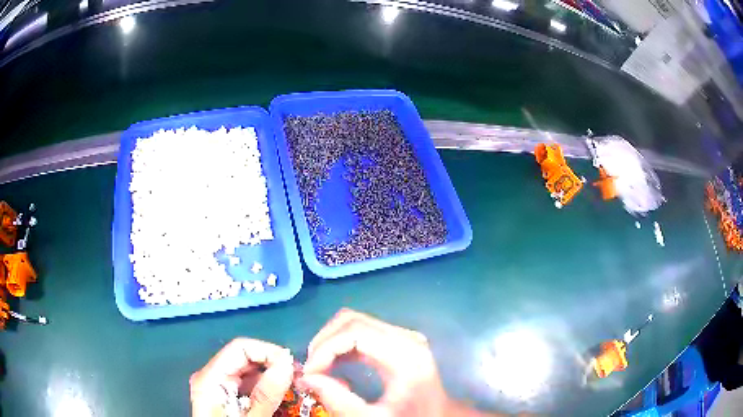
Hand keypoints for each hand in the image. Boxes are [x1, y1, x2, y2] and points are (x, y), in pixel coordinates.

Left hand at [190, 338, 293, 416]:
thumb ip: (265, 396)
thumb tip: (286, 364)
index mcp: (210, 378)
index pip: (240, 348)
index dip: (268, 352)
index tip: (293, 368)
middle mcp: (211, 377)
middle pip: (244, 357)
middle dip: (273, 364)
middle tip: (299, 379)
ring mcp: (217, 386)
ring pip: (248, 370)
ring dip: (272, 376)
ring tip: (294, 388)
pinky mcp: (224, 396)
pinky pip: (247, 384)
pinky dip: (265, 387)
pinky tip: (280, 397)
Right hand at [297, 308, 450, 416]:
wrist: (439, 414)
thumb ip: (340, 402)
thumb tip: (307, 379)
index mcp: (405, 355)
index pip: (355, 332)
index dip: (325, 348)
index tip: (309, 373)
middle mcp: (405, 337)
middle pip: (352, 320)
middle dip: (323, 342)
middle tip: (311, 370)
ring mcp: (402, 336)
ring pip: (354, 322)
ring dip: (330, 341)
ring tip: (318, 369)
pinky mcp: (397, 340)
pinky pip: (361, 331)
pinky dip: (341, 344)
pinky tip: (333, 365)